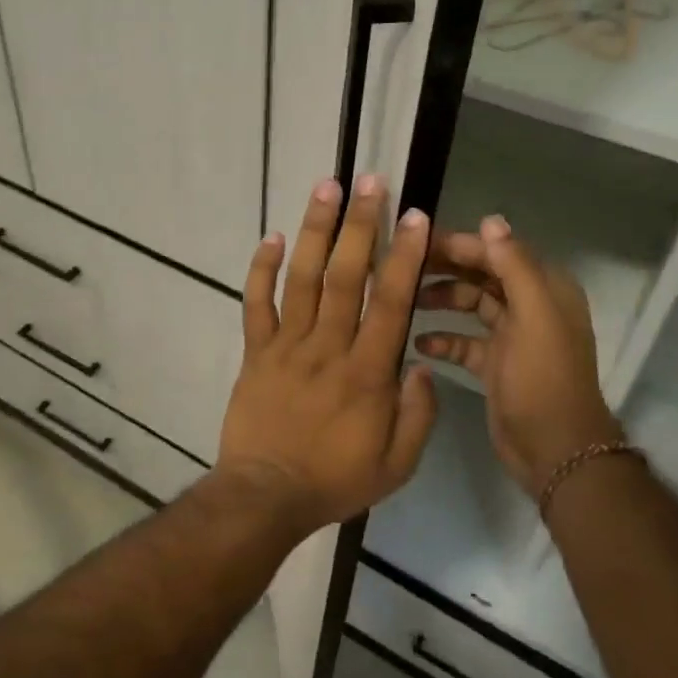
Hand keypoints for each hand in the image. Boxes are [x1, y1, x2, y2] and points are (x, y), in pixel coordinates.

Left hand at [217, 175, 438, 530]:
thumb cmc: (336, 481)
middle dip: (360, 225)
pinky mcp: (255, 352)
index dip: (404, 256)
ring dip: (314, 231)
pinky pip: (255, 304)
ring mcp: (286, 346)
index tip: (414, 216)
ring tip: (325, 188)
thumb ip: (419, 414)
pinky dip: (260, 269)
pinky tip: (269, 236)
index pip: (390, 302)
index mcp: (367, 372)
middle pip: (345, 275)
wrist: (265, 496)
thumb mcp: (398, 464)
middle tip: (369, 181)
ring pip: (301, 278)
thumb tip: (422, 364)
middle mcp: (328, 347)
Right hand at [413, 216, 620, 497]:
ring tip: (404, 302)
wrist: (554, 449)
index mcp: (544, 289)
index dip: (461, 244)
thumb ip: (514, 266)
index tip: (418, 240)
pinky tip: (418, 343)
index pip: (498, 252)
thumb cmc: (543, 378)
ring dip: (440, 300)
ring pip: (469, 305)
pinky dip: (442, 339)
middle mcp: (528, 306)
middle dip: (445, 269)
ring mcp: (510, 336)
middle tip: (401, 266)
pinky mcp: (493, 364)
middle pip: (481, 275)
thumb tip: (490, 219)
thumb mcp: (533, 316)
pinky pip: (462, 341)